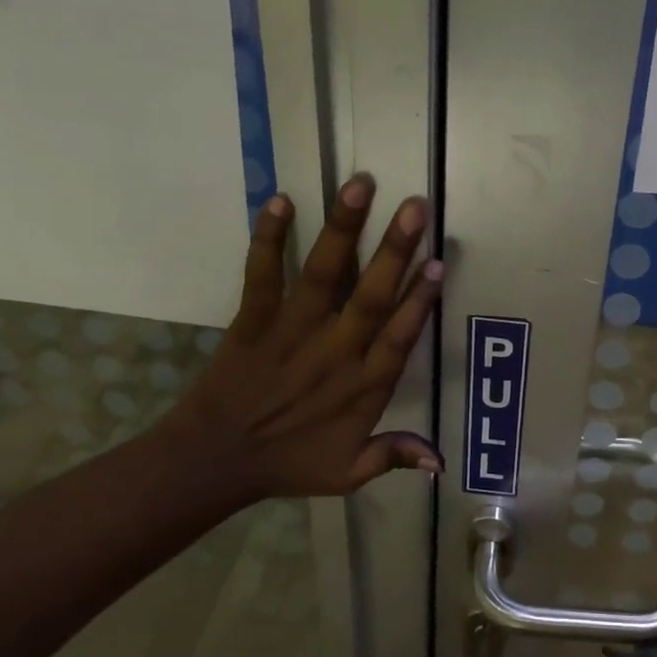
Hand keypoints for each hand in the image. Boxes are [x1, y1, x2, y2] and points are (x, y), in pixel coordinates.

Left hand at [163, 173, 442, 500]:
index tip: (438, 262)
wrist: (214, 460)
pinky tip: (281, 200)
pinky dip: (269, 238)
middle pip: (369, 296)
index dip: (419, 300)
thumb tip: (441, 463)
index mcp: (361, 386)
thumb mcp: (347, 473)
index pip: (398, 337)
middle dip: (394, 250)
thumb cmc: (288, 463)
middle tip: (415, 207)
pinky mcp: (253, 320)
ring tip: (360, 184)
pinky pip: (262, 274)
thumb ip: (393, 456)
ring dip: (343, 228)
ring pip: (323, 274)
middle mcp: (333, 351)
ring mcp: (291, 331)